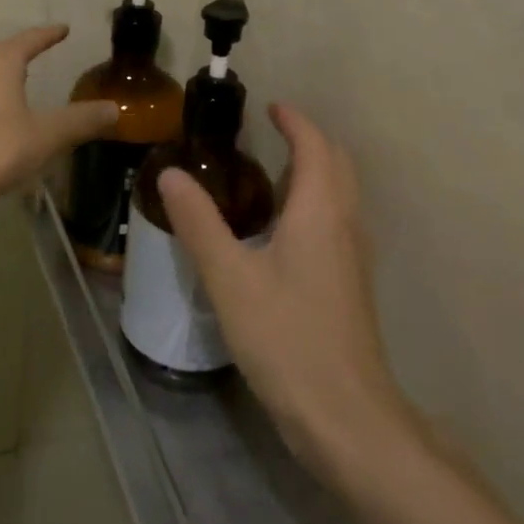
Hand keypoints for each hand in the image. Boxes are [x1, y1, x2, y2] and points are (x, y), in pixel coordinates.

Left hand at [0, 25, 119, 214]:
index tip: (64, 29)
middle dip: (27, 50)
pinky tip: (0, 112)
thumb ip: (81, 121)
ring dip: (7, 72)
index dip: (50, 35)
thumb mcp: (46, 136)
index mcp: (2, 61)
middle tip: (47, 50)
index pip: (32, 39)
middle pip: (6, 51)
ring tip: (24, 78)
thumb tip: (115, 109)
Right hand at [158, 103, 405, 470]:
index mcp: (319, 211)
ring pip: (340, 195)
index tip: (270, 107)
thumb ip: (199, 223)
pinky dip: (314, 203)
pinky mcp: (349, 284)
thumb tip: (171, 173)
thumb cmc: (286, 337)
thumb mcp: (230, 278)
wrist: (345, 416)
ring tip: (268, 175)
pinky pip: (336, 222)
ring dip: (314, 172)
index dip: (295, 121)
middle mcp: (344, 224)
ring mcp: (352, 257)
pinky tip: (280, 231)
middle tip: (270, 135)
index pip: (315, 146)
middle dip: (309, 141)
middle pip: (337, 164)